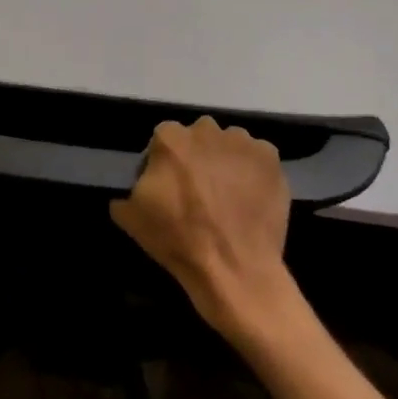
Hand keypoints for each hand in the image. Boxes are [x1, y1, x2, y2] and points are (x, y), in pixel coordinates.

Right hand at [110, 117, 293, 339]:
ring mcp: (242, 142)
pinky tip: (250, 198)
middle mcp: (206, 130)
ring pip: (229, 145)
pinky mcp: (271, 158)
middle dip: (197, 157)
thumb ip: (127, 193)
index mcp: (169, 138)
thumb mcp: (132, 218)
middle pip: (198, 137)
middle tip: (200, 191)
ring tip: (228, 196)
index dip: (164, 164)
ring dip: (226, 161)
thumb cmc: (179, 240)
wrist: (234, 268)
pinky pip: (257, 158)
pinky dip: (253, 172)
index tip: (168, 188)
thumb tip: (131, 191)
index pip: (163, 141)